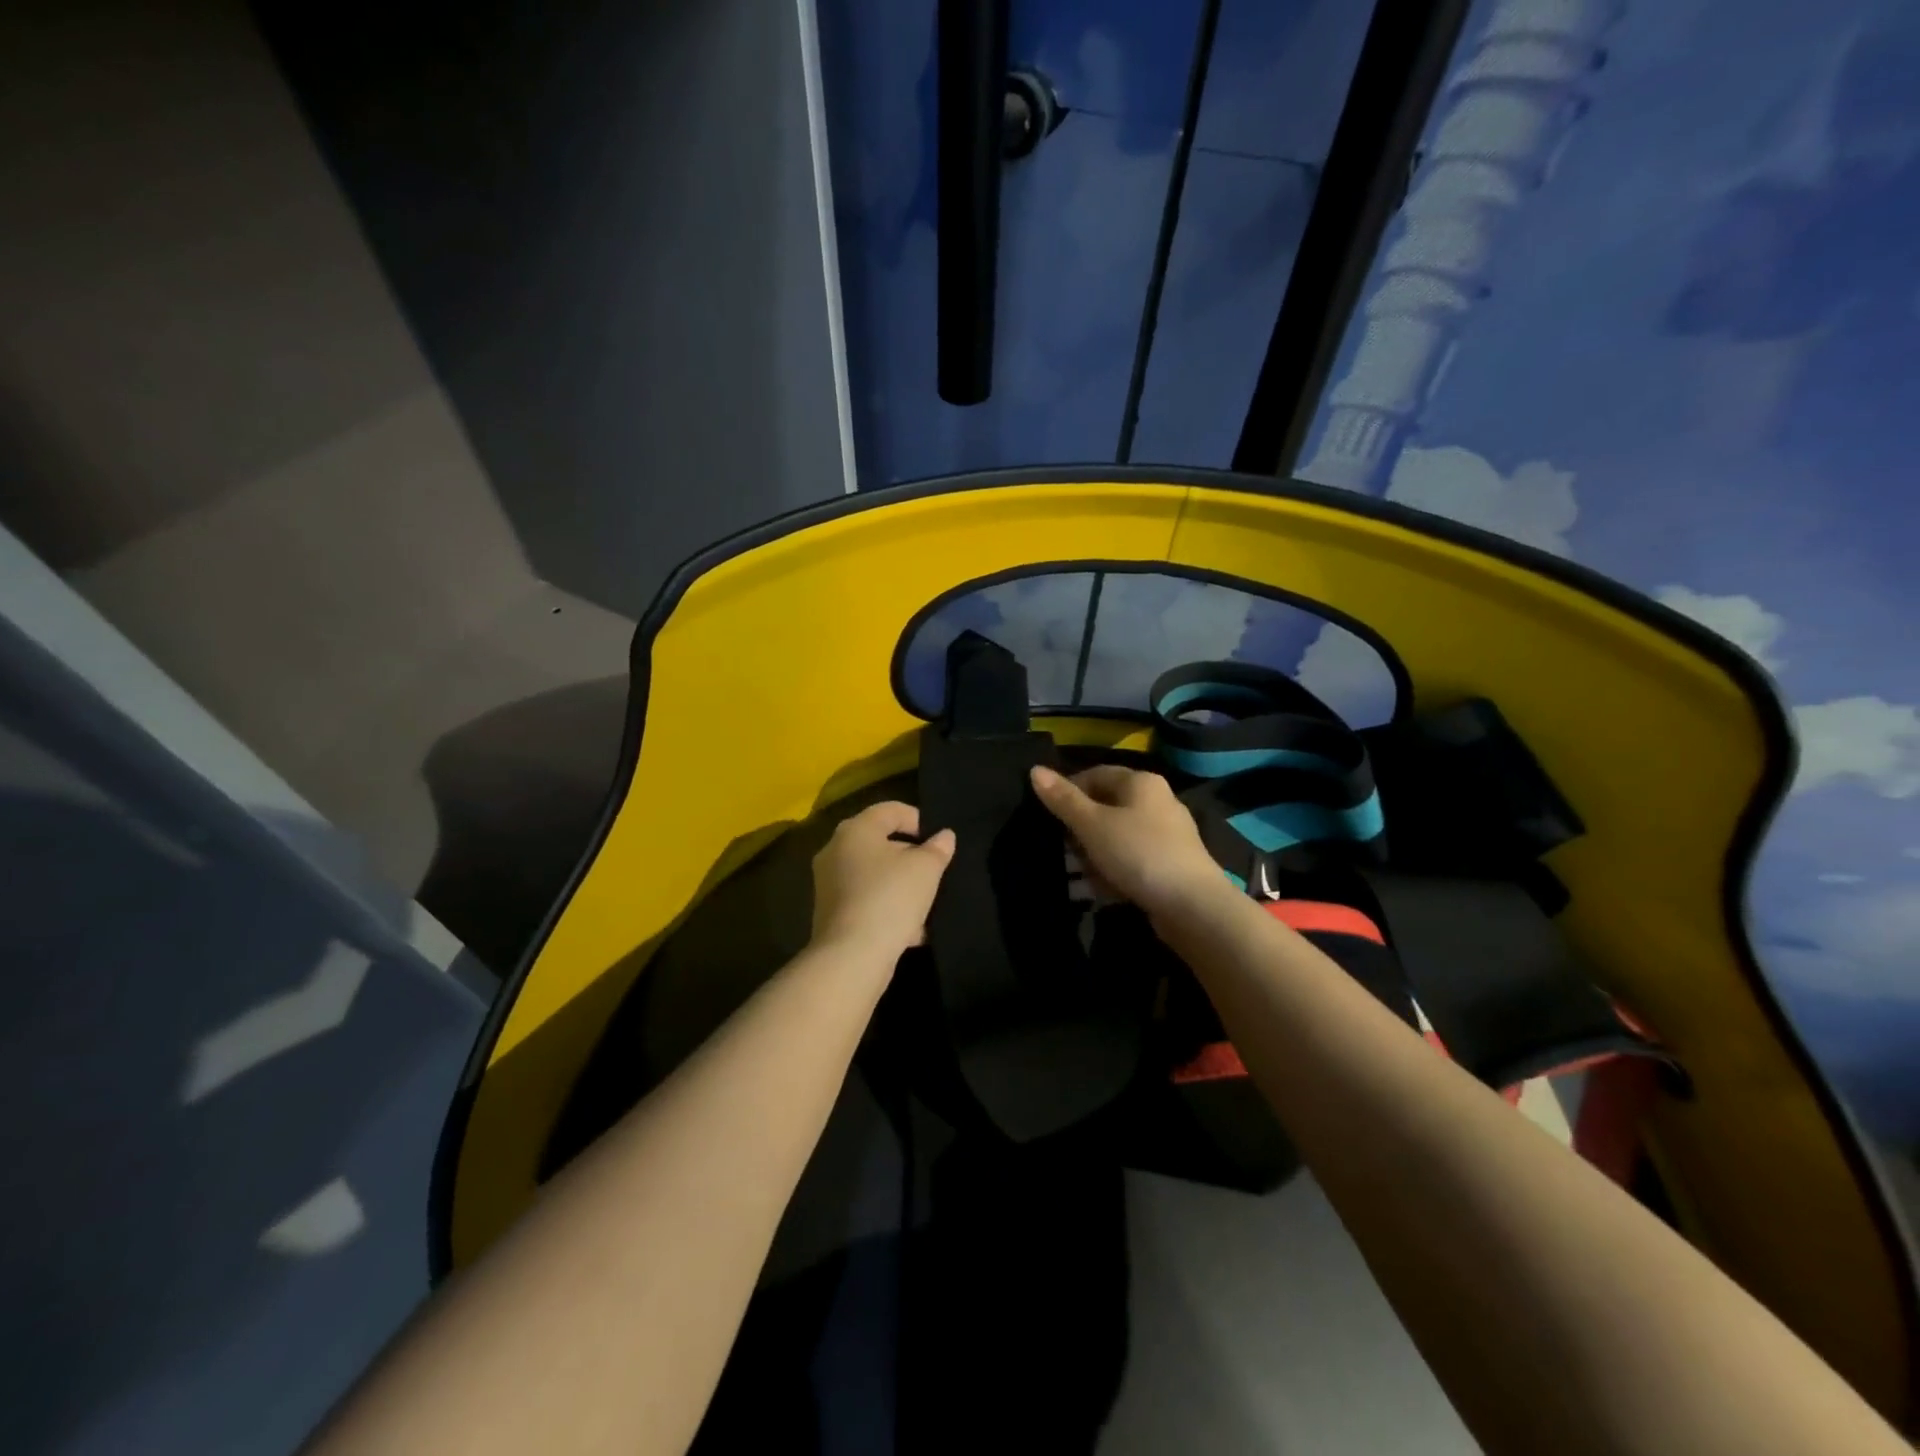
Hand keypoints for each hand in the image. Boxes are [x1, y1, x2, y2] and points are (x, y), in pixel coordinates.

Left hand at [809, 801, 956, 960]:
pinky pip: (867, 901)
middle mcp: (836, 850)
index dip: (919, 819)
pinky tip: (913, 930)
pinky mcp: (832, 913)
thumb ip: (938, 848)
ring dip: (902, 886)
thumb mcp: (926, 869)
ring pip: (875, 875)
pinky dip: (889, 909)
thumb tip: (944, 836)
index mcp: (855, 829)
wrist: (852, 957)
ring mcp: (830, 884)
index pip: (891, 810)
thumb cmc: (890, 898)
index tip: (940, 840)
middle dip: (911, 856)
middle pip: (881, 843)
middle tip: (936, 870)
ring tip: (928, 902)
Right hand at [1030, 764, 1225, 921]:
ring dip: (1092, 855)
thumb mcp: (1093, 825)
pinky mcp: (1169, 865)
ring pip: (1116, 837)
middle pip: (1106, 807)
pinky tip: (1097, 891)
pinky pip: (1131, 860)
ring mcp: (1166, 835)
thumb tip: (1035, 770)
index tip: (1047, 815)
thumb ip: (1063, 799)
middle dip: (1079, 830)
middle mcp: (1156, 802)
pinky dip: (1112, 871)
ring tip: (1072, 876)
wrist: (1193, 906)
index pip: (1095, 774)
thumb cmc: (1138, 853)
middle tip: (1059, 849)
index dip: (1068, 791)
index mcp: (1140, 783)